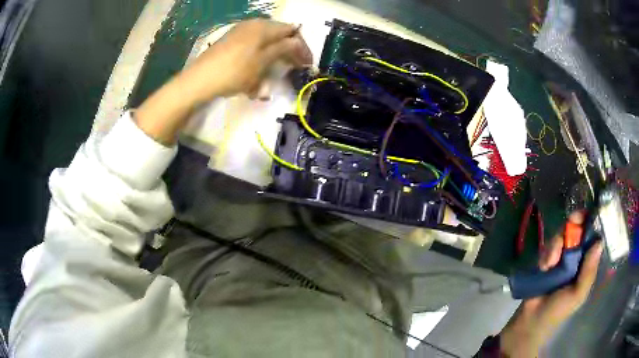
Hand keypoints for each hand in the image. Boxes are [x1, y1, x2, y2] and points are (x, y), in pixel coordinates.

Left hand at [135, 19, 311, 144]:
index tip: (307, 64)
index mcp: (263, 27)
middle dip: (288, 52)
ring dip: (272, 58)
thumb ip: (283, 48)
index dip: (302, 47)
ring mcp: (239, 33)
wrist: (199, 81)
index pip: (291, 31)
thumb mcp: (262, 61)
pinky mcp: (230, 43)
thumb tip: (297, 41)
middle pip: (278, 35)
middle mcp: (252, 25)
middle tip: (294, 69)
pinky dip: (258, 60)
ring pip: (265, 43)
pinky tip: (255, 74)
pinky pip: (252, 48)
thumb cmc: (234, 71)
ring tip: (273, 75)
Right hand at [499, 212, 602, 356]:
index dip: (590, 224)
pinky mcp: (547, 259)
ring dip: (557, 245)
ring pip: (562, 236)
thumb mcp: (578, 294)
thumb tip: (599, 242)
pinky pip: (549, 246)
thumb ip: (589, 272)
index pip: (592, 238)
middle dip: (573, 226)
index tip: (586, 215)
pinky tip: (545, 266)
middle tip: (570, 223)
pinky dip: (547, 253)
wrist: (532, 320)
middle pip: (577, 230)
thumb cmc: (558, 310)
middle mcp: (576, 257)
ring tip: (550, 263)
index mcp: (586, 264)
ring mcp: (561, 257)